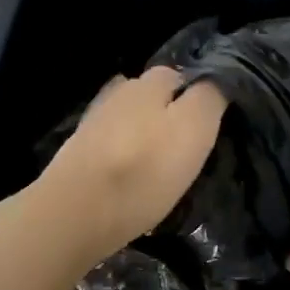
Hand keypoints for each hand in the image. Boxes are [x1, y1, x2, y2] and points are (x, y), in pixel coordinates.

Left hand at [30, 67, 226, 262]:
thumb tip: (214, 80)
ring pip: (129, 120)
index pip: (180, 76)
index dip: (197, 96)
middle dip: (168, 114)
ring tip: (159, 167)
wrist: (74, 213)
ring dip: (144, 136)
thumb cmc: (144, 170)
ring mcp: (93, 123)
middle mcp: (118, 93)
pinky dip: (123, 157)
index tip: (208, 126)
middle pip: (151, 97)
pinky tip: (130, 178)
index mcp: (148, 83)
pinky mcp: (76, 154)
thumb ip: (208, 97)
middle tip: (186, 150)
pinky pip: (111, 147)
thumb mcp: (194, 128)